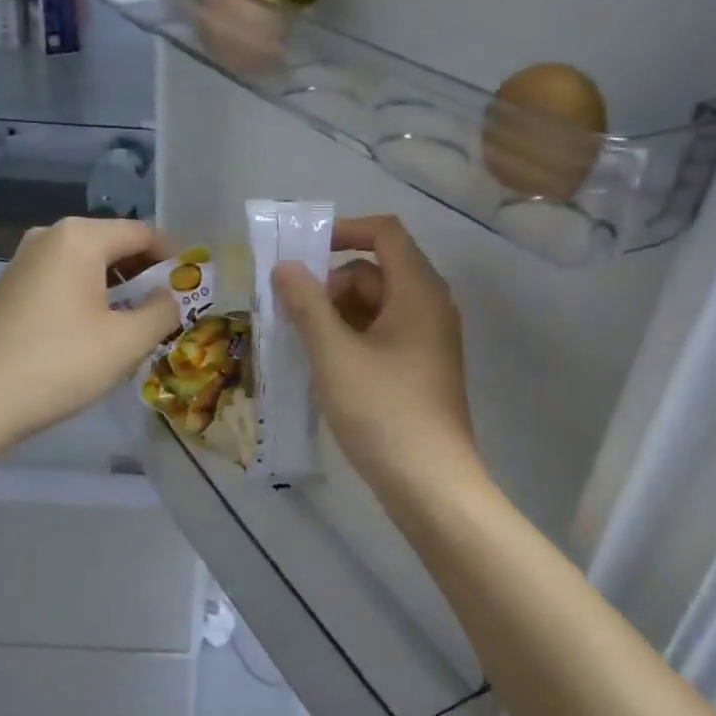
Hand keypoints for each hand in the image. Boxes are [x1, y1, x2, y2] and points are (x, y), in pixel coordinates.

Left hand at [0, 217, 180, 446]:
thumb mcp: (128, 341)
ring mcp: (25, 260)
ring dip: (117, 288)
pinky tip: (95, 332)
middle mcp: (50, 236)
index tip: (190, 290)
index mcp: (81, 237)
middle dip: (144, 275)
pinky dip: (88, 296)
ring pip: (88, 264)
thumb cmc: (61, 363)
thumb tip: (170, 298)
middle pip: (114, 245)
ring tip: (135, 326)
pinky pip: (64, 280)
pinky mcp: (11, 286)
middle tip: (166, 311)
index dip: (172, 259)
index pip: (143, 234)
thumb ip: (163, 312)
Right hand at [272, 215, 478, 500]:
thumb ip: (307, 304)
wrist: (430, 485)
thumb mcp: (334, 354)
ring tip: (301, 343)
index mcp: (419, 291)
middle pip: (375, 271)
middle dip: (331, 284)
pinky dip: (351, 338)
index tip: (302, 252)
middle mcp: (430, 307)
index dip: (343, 230)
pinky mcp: (420, 368)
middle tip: (292, 314)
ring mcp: (428, 340)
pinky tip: (324, 365)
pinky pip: (382, 334)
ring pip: (375, 305)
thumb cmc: (383, 411)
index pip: (385, 233)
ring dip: (336, 314)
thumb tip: (285, 267)